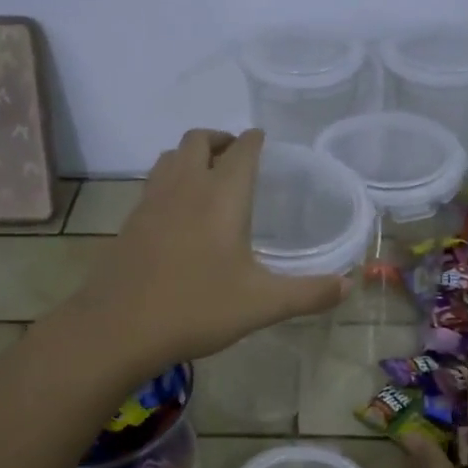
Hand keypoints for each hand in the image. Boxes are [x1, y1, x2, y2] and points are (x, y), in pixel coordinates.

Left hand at [58, 129, 347, 379]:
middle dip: (220, 139)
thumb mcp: (262, 304)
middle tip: (236, 156)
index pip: (241, 150)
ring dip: (191, 155)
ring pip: (170, 157)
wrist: (118, 328)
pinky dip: (170, 180)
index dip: (254, 140)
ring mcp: (151, 202)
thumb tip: (349, 285)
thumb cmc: (197, 308)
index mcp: (222, 197)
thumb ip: (309, 293)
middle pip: (198, 140)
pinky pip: (153, 183)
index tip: (263, 139)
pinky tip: (178, 212)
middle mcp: (185, 187)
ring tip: (207, 175)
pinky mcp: (130, 222)